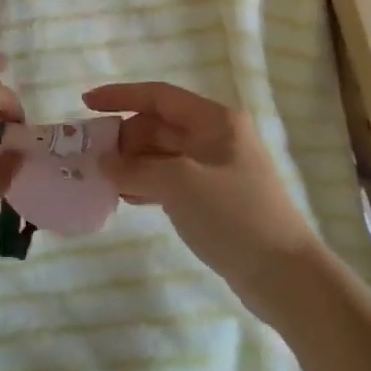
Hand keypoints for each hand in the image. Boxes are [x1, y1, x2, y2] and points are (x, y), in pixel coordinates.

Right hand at [82, 81, 324, 318]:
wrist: (284, 275)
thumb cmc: (234, 215)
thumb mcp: (179, 184)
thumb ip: (135, 168)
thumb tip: (103, 162)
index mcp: (214, 120)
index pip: (159, 96)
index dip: (120, 96)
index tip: (86, 103)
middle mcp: (215, 136)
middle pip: (158, 125)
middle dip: (124, 138)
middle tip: (93, 158)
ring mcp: (215, 168)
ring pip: (162, 154)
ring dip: (132, 163)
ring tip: (102, 180)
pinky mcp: (213, 197)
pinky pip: (170, 178)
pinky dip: (146, 183)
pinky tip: (126, 197)